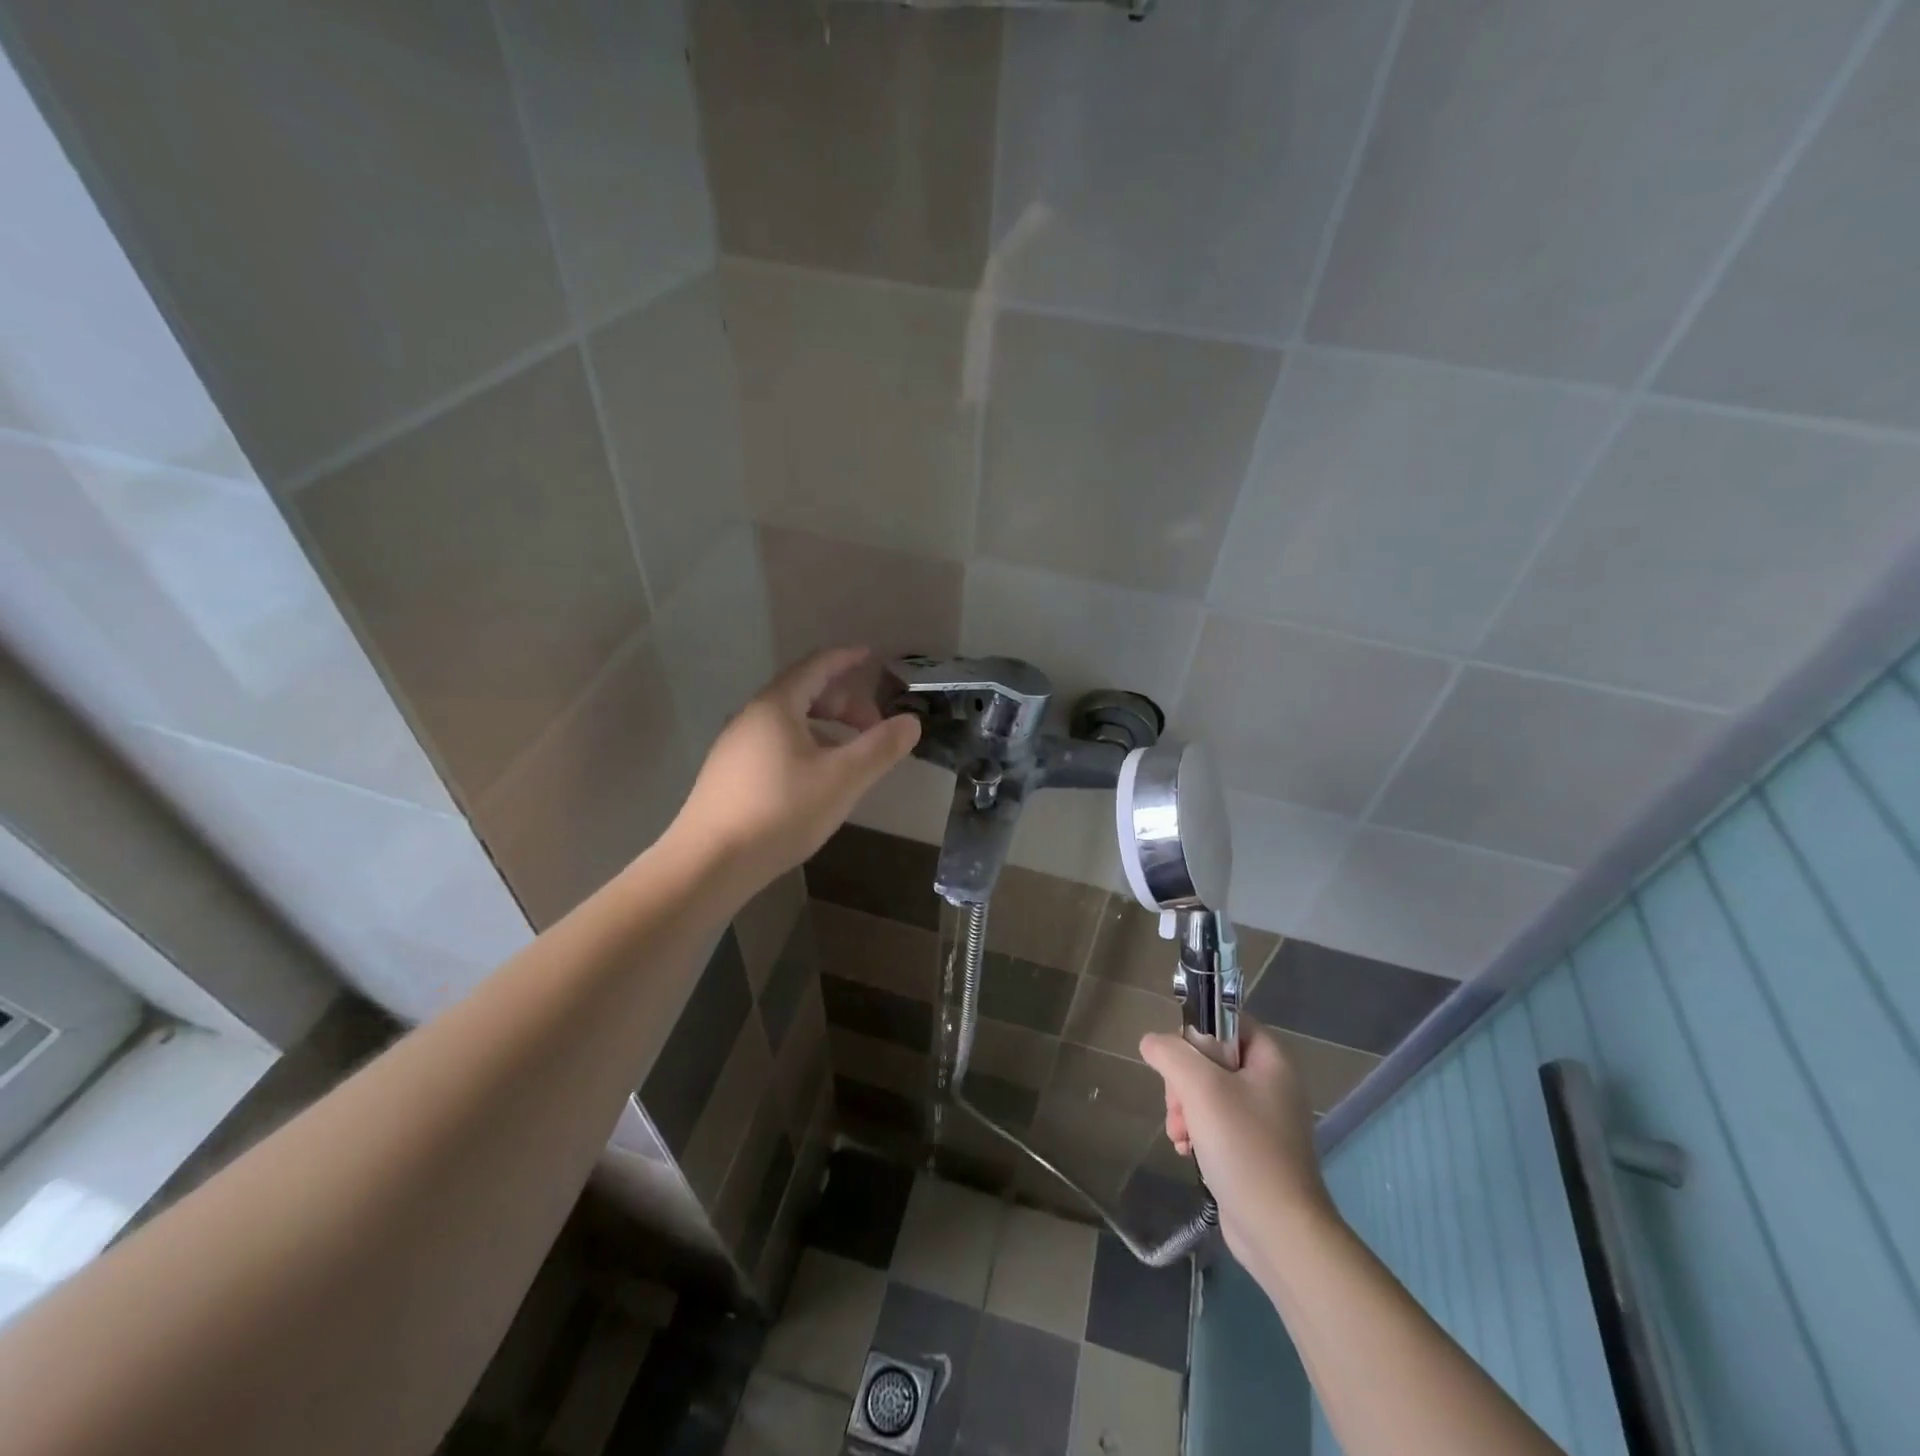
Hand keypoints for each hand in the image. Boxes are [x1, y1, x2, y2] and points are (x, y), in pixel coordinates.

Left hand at [668, 647, 920, 891]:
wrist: (709, 862)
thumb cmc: (781, 811)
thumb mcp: (842, 778)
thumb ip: (880, 747)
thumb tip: (911, 722)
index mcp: (777, 706)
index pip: (816, 666)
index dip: (846, 658)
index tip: (871, 656)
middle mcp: (751, 717)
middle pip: (803, 693)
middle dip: (844, 703)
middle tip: (874, 727)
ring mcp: (735, 746)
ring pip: (789, 722)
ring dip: (826, 728)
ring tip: (850, 756)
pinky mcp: (729, 775)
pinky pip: (775, 744)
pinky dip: (805, 746)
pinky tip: (816, 780)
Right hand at [1139, 1021, 1334, 1270]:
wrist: (1280, 1231)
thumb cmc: (1244, 1148)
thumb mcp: (1200, 1088)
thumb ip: (1171, 1054)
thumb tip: (1151, 1042)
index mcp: (1271, 1060)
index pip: (1227, 1020)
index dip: (1198, 1031)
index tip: (1177, 1058)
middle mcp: (1271, 1084)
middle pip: (1212, 1058)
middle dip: (1183, 1080)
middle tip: (1176, 1105)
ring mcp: (1263, 1119)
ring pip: (1208, 1091)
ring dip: (1184, 1108)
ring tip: (1178, 1133)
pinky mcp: (1253, 1149)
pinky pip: (1215, 1122)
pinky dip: (1196, 1130)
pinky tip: (1185, 1149)